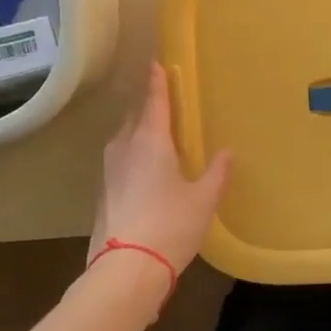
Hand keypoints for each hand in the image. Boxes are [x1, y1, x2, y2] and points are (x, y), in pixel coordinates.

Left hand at [90, 62, 230, 279]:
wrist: (126, 269)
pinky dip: (134, 156)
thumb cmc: (170, 225)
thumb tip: (227, 152)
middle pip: (136, 117)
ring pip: (125, 139)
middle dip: (149, 106)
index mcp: (151, 141)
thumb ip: (217, 172)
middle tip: (166, 102)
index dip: (158, 81)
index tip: (156, 62)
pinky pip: (121, 161)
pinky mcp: (103, 193)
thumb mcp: (204, 199)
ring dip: (140, 131)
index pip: (155, 101)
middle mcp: (125, 148)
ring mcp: (109, 171)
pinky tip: (147, 170)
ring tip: (158, 134)